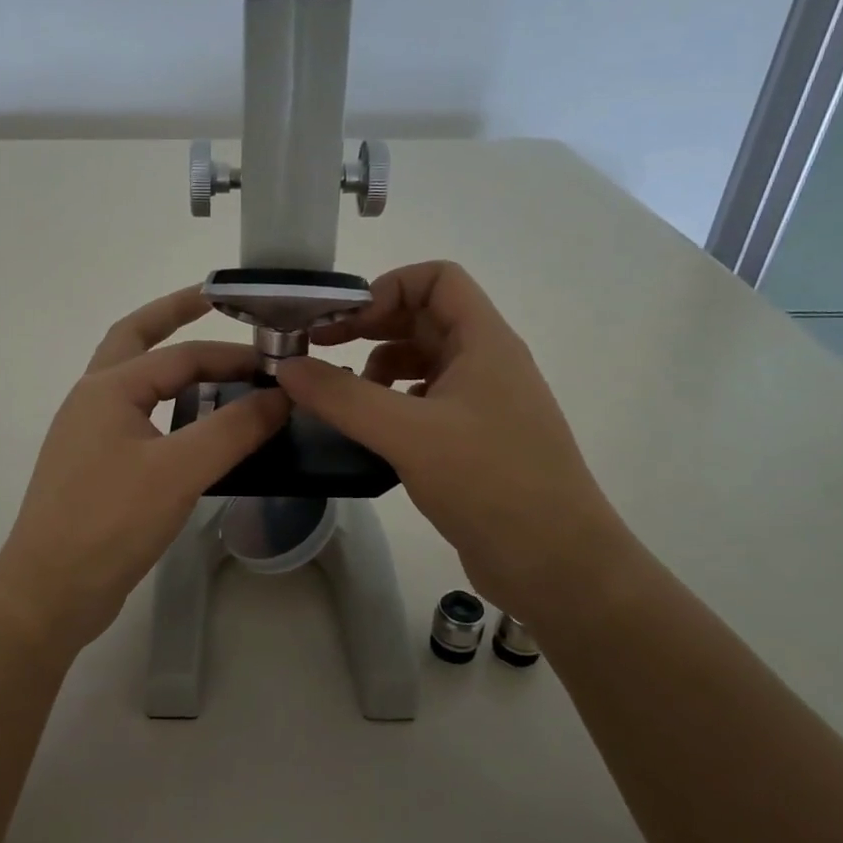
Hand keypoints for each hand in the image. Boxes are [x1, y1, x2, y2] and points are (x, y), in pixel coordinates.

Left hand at [0, 287, 288, 653]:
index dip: (232, 355)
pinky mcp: (94, 466)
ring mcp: (88, 434)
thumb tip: (281, 395)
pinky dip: (165, 405)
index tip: (277, 363)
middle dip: (171, 315)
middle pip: (135, 339)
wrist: (50, 590)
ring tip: (212, 364)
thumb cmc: (110, 521)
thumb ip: (234, 429)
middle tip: (212, 301)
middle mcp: (92, 399)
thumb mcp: (180, 471)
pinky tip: (191, 426)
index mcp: (108, 387)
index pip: (181, 355)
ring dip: (168, 362)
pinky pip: (136, 417)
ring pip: (134, 381)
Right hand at [276, 261, 631, 611]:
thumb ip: (342, 397)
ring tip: (343, 400)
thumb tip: (286, 366)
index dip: (387, 288)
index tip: (343, 323)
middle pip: (423, 319)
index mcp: (484, 342)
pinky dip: (391, 406)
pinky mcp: (472, 441)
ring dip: (378, 369)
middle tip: (319, 353)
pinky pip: (424, 403)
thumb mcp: (408, 434)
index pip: (437, 278)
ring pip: (421, 363)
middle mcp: (486, 363)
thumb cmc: (490, 482)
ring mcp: (482, 404)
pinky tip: (370, 432)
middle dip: (370, 328)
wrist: (556, 564)